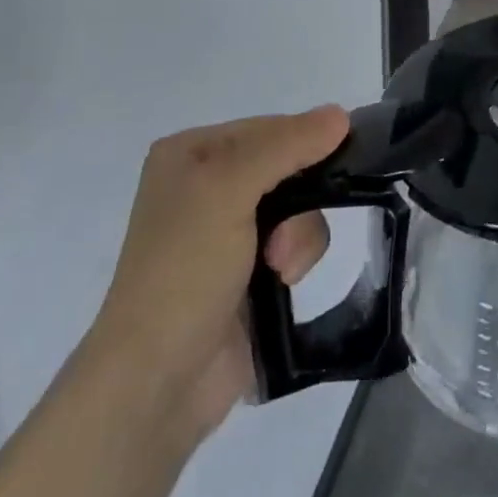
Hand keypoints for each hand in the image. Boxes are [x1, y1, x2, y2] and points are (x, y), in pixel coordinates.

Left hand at [89, 106, 348, 440]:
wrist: (157, 382)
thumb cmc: (183, 271)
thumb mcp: (228, 191)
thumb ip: (286, 146)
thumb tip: (340, 114)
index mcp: (191, 154)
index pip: (269, 127)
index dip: (303, 143)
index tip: (333, 165)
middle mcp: (208, 185)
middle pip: (289, 167)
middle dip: (299, 201)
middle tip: (284, 235)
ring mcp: (228, 231)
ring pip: (299, 207)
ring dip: (299, 236)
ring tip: (279, 268)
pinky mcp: (249, 270)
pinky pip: (297, 243)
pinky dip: (297, 259)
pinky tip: (281, 283)